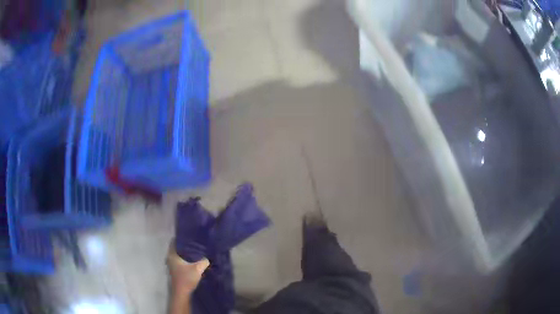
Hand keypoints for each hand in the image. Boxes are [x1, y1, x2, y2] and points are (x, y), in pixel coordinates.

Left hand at [167, 240, 209, 296]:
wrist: (181, 292)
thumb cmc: (186, 278)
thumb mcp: (198, 268)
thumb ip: (203, 261)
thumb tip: (207, 257)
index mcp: (172, 254)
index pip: (174, 241)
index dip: (182, 237)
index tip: (190, 236)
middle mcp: (170, 258)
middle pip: (177, 248)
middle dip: (185, 245)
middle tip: (196, 243)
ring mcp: (171, 265)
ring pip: (178, 255)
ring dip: (186, 253)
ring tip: (196, 251)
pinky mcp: (175, 270)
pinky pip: (180, 261)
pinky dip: (185, 259)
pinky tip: (194, 261)